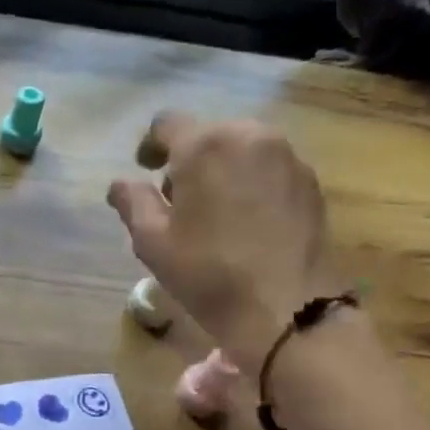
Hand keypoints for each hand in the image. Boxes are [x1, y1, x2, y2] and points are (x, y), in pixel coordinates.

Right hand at [106, 113, 331, 369]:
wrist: (286, 306)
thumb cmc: (207, 272)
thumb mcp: (152, 241)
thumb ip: (132, 202)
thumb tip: (120, 184)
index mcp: (204, 146)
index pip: (167, 123)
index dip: (150, 145)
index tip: (145, 169)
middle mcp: (249, 136)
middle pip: (207, 134)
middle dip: (188, 159)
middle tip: (177, 200)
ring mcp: (286, 155)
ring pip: (240, 148)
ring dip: (220, 169)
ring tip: (212, 211)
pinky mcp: (309, 180)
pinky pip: (268, 167)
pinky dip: (249, 182)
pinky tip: (245, 221)